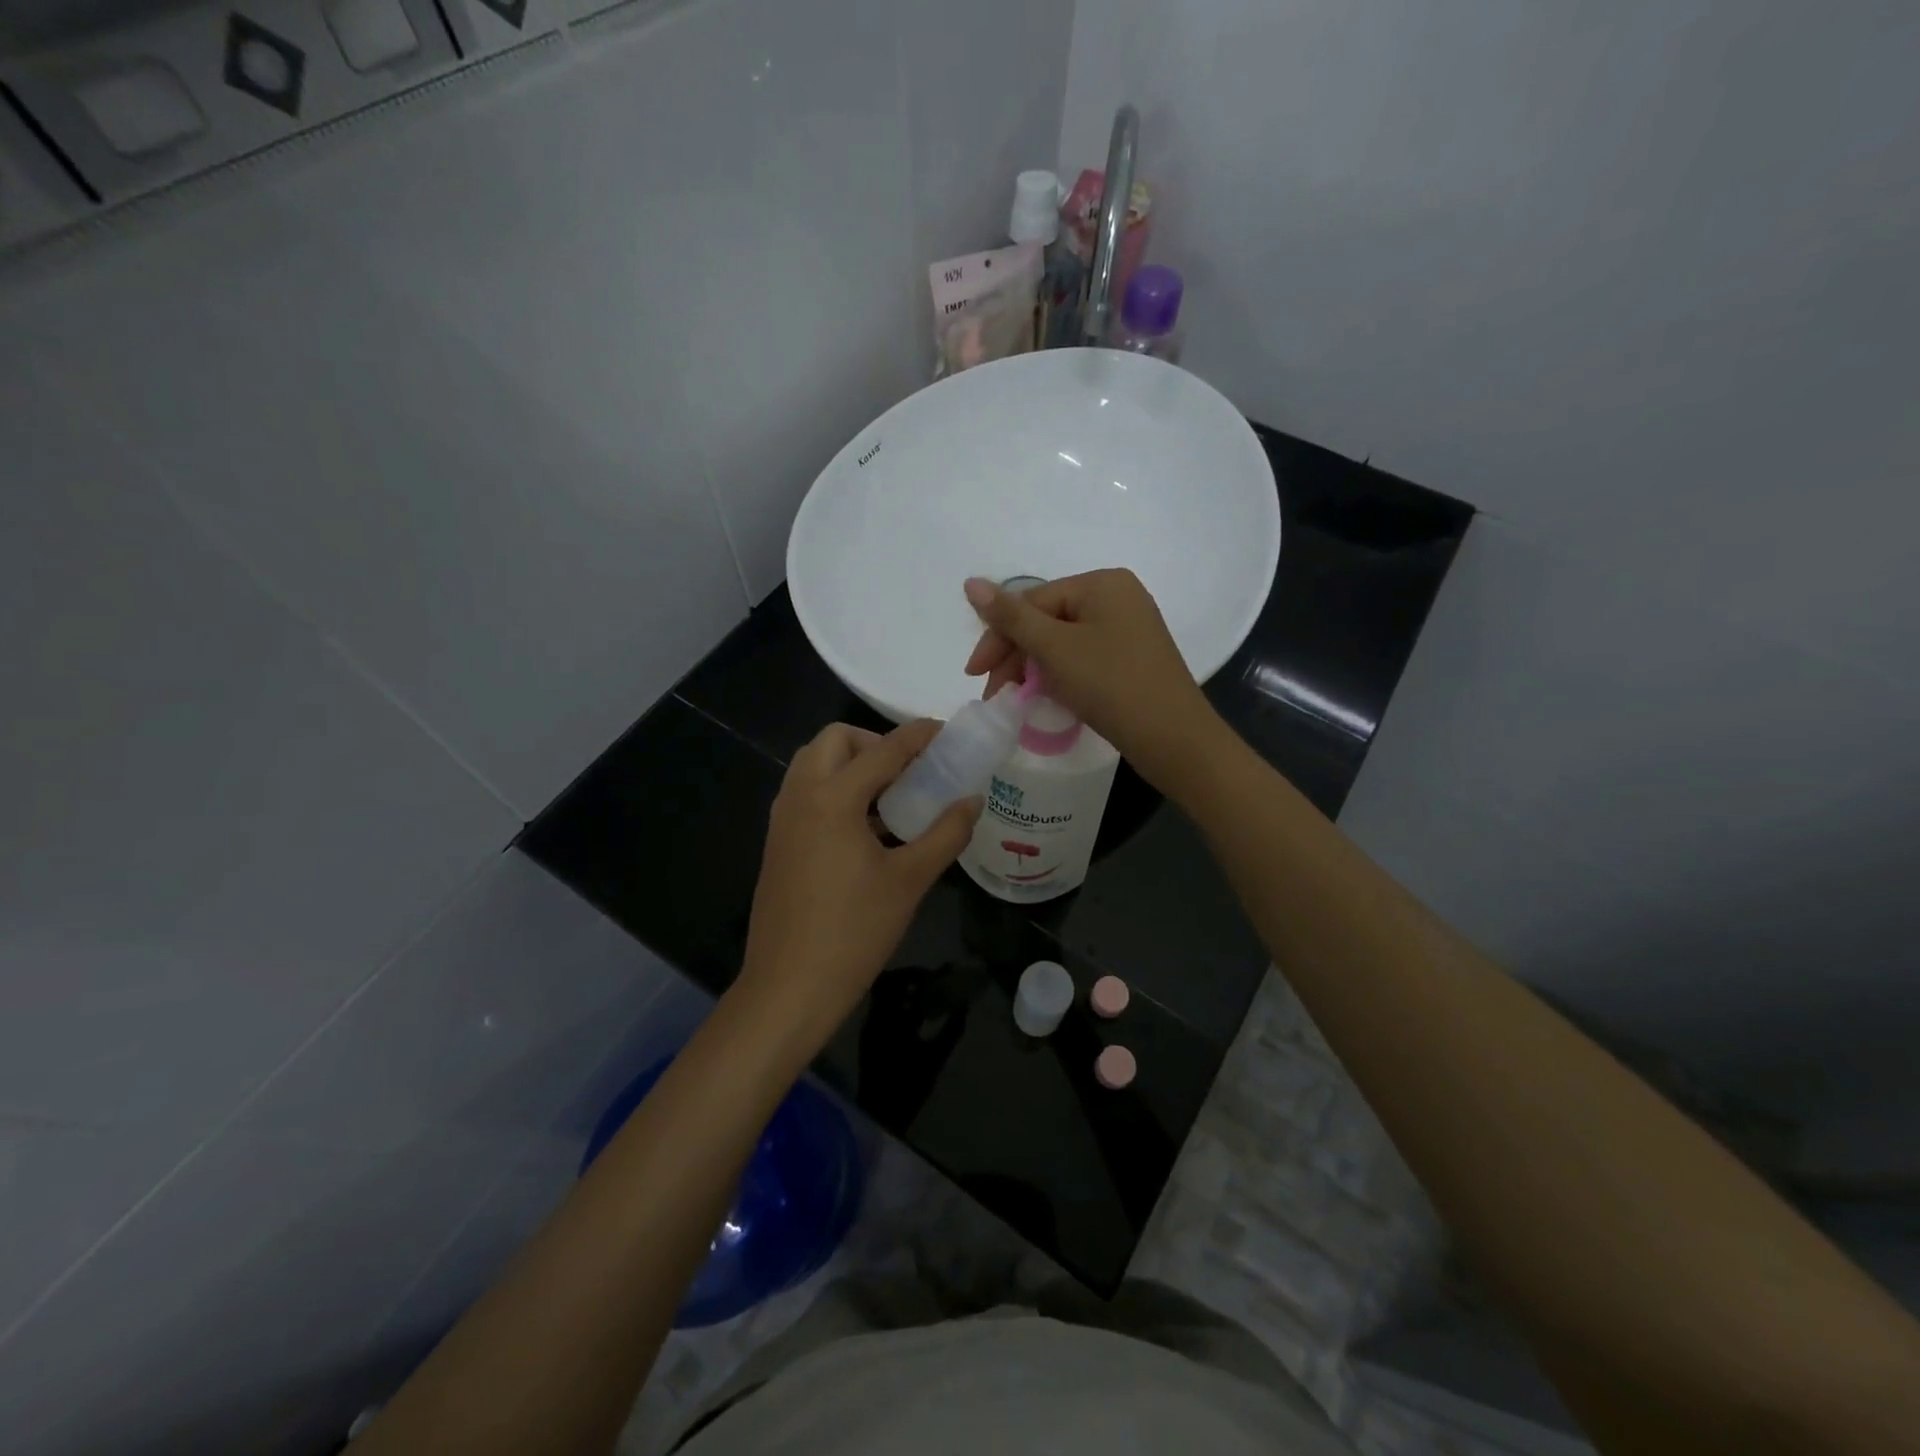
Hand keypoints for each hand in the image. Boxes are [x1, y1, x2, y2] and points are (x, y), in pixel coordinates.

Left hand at [738, 720, 979, 1044]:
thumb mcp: (910, 880)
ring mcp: (782, 819)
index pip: (884, 749)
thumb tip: (972, 800)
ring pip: (814, 765)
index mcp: (832, 797)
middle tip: (909, 772)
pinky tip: (866, 830)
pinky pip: (806, 793)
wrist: (789, 987)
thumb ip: (946, 833)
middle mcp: (800, 796)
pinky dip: (835, 791)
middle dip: (874, 743)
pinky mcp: (777, 843)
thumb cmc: (854, 931)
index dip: (919, 736)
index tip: (946, 732)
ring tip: (890, 800)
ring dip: (851, 766)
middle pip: (835, 740)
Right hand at [963, 569, 1222, 790]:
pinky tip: (1046, 697)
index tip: (975, 674)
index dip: (998, 636)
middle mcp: (1117, 598)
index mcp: (1101, 584)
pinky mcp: (1132, 660)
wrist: (1173, 739)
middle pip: (1047, 620)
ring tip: (1016, 700)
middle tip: (994, 693)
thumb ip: (1010, 617)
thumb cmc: (1111, 684)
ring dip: (1033, 669)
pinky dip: (1060, 676)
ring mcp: (1128, 630)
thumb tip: (970, 582)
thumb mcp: (1055, 648)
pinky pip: (1083, 658)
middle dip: (1015, 656)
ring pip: (1063, 642)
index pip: (1032, 601)